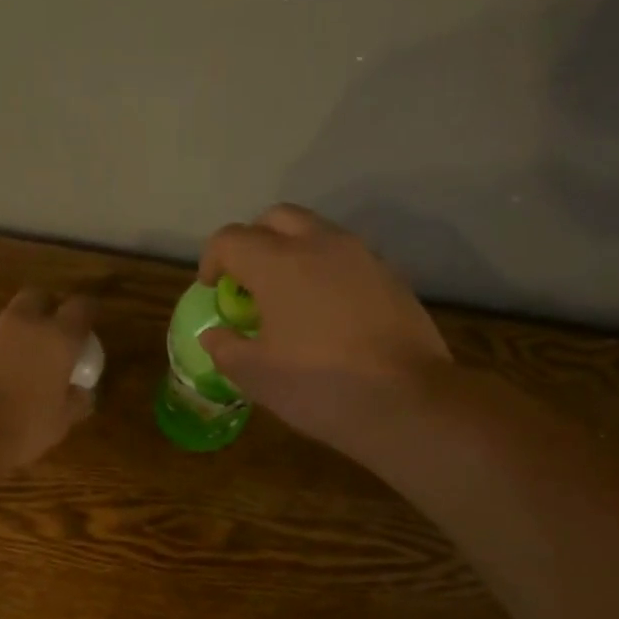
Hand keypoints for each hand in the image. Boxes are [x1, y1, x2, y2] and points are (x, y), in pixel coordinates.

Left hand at [0, 289, 95, 468]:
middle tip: (47, 333)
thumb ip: (75, 401)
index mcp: (56, 339)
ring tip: (8, 365)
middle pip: (37, 297)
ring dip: (9, 335)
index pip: (80, 308)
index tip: (89, 318)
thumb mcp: (60, 423)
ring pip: (1, 320)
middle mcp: (21, 324)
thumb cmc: (21, 428)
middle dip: (45, 308)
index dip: (87, 310)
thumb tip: (80, 392)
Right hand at [198, 205, 451, 449]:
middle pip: (276, 218)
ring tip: (289, 297)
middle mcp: (320, 244)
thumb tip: (215, 334)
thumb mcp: (257, 376)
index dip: (212, 261)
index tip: (212, 289)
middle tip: (248, 282)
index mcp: (278, 263)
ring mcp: (362, 256)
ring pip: (317, 233)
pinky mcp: (391, 276)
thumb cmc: (320, 386)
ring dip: (293, 252)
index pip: (231, 239)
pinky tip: (328, 313)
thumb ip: (226, 348)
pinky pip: (347, 259)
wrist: (407, 400)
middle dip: (254, 241)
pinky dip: (327, 271)